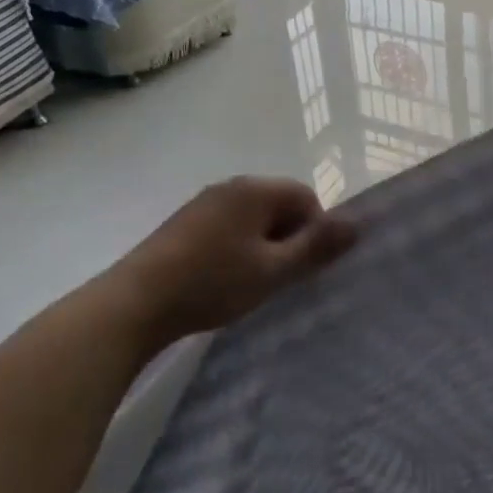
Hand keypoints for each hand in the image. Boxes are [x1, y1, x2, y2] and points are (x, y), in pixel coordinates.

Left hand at [102, 177, 356, 347]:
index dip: (314, 231)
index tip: (301, 268)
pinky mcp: (183, 224)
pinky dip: (236, 249)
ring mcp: (203, 204)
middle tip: (280, 278)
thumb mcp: (274, 270)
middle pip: (279, 205)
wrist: (134, 304)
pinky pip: (227, 228)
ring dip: (262, 246)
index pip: (305, 198)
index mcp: (255, 190)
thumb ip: (316, 247)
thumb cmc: (212, 283)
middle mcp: (230, 187)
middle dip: (288, 238)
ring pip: (252, 219)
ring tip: (251, 283)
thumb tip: (358, 224)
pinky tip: (223, 280)